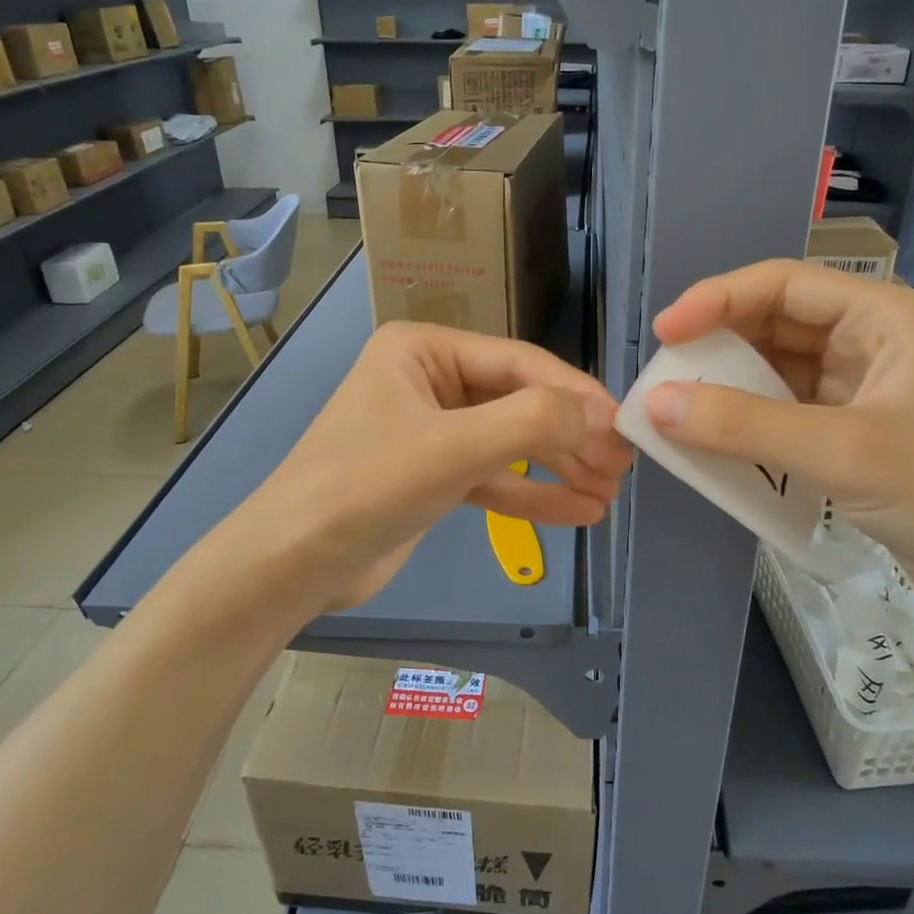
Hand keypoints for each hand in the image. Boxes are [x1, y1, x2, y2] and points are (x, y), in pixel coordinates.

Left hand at [240, 321, 632, 610]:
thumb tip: (602, 413)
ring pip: (510, 442)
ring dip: (559, 467)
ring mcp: (430, 430)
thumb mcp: (454, 447)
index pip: (520, 362)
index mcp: (424, 350)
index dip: (575, 394)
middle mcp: (429, 380)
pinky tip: (579, 511)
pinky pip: (493, 478)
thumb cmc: (366, 486)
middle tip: (622, 465)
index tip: (623, 426)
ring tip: (609, 492)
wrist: (291, 564)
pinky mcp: (431, 476)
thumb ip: (532, 423)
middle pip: (518, 402)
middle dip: (570, 435)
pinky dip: (532, 494)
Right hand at [642, 260, 913, 634]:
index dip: (717, 300)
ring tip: (681, 413)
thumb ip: (743, 425)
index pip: (786, 285)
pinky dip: (755, 429)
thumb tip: (655, 405)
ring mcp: (871, 393)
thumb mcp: (841, 453)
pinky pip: (793, 418)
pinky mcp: (864, 438)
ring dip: (734, 392)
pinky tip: (721, 447)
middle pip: (780, 326)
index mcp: (887, 318)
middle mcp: (878, 344)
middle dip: (721, 348)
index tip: (665, 333)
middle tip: (667, 378)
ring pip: (783, 375)